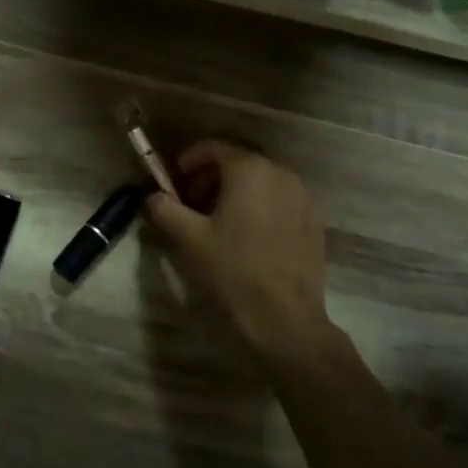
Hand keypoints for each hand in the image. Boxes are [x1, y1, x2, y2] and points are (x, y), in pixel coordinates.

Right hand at [144, 141, 345, 365]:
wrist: (285, 319)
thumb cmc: (232, 271)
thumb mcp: (189, 238)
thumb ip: (165, 209)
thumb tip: (153, 196)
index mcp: (250, 170)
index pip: (215, 148)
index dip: (189, 160)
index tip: (174, 181)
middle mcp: (281, 174)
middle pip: (239, 163)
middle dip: (211, 178)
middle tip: (190, 204)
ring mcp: (302, 199)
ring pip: (261, 182)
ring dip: (235, 193)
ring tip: (216, 222)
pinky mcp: (313, 223)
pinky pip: (279, 202)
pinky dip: (259, 207)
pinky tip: (245, 237)